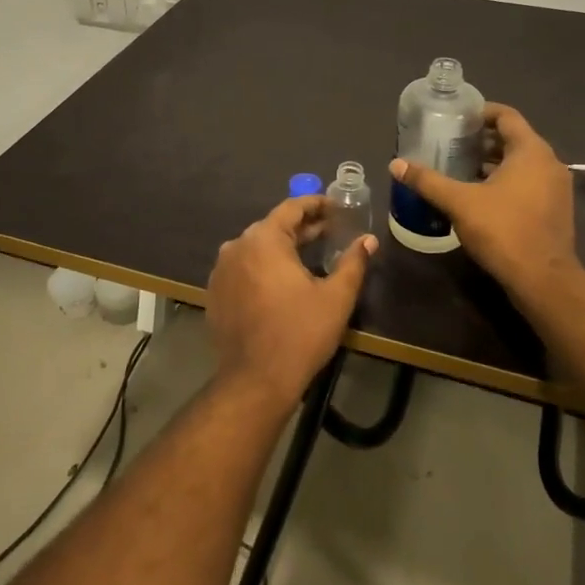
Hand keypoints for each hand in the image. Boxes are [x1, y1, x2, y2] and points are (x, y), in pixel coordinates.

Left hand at [205, 196, 375, 412]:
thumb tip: (368, 240)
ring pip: (256, 247)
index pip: (291, 208)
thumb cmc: (300, 333)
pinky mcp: (216, 292)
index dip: (316, 204)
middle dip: (302, 227)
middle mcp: (237, 246)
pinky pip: (243, 268)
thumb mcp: (335, 297)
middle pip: (272, 226)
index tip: (335, 207)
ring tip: (309, 254)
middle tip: (330, 230)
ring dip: (282, 247)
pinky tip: (282, 281)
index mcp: (264, 239)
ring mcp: (221, 270)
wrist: (255, 380)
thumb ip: (353, 262)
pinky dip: (263, 266)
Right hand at [390, 102, 579, 301]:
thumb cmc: (503, 230)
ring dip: (494, 161)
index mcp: (530, 151)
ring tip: (461, 168)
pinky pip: (530, 181)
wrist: (543, 279)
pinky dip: (507, 179)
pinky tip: (481, 194)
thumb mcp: (459, 203)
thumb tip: (396, 164)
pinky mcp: (556, 208)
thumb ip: (428, 181)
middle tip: (452, 144)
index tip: (457, 119)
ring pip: (522, 162)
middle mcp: (549, 162)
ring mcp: (556, 187)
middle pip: (514, 138)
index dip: (481, 113)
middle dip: (483, 139)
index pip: (506, 116)